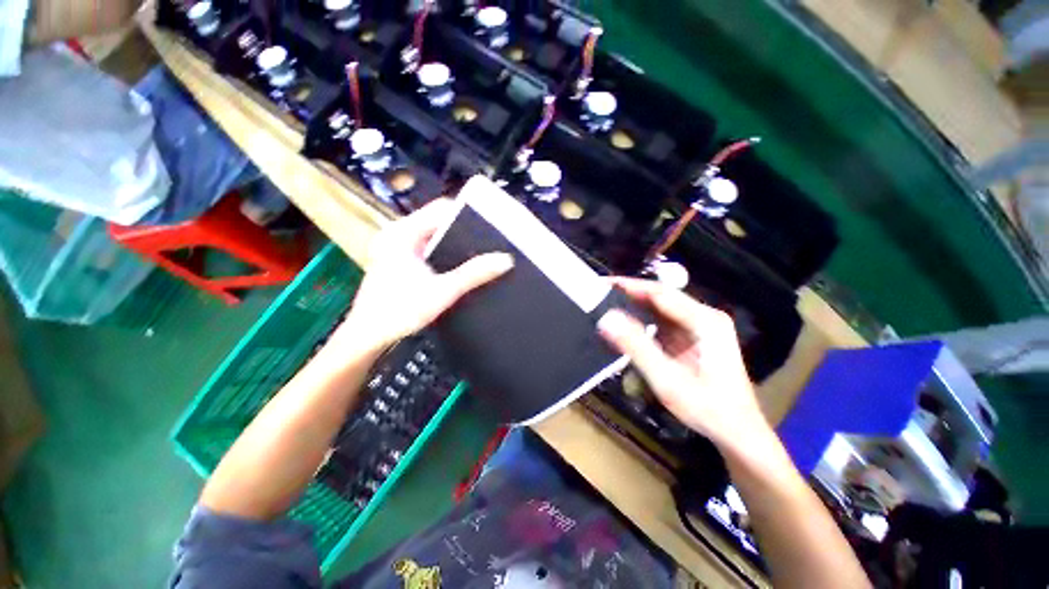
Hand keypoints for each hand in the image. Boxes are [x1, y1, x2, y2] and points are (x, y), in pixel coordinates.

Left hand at [336, 199, 512, 352]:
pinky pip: (426, 248)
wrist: (367, 337)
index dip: (466, 214)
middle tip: (486, 243)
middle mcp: (396, 234)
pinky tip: (455, 266)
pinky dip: (441, 254)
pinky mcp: (397, 260)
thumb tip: (504, 260)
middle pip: (436, 222)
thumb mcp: (442, 291)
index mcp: (401, 232)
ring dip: (452, 244)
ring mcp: (394, 247)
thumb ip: (474, 274)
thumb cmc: (399, 311)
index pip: (440, 209)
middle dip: (462, 232)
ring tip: (475, 253)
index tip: (489, 226)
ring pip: (432, 236)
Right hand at [597, 278, 768, 450]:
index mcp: (704, 321)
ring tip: (606, 306)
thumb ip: (636, 347)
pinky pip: (663, 321)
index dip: (628, 285)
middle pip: (660, 297)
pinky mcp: (694, 336)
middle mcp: (704, 316)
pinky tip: (625, 324)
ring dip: (634, 307)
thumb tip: (607, 318)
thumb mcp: (667, 380)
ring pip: (660, 308)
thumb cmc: (707, 408)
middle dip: (629, 294)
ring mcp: (700, 325)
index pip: (660, 293)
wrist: (738, 432)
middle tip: (598, 295)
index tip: (601, 284)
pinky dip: (642, 321)